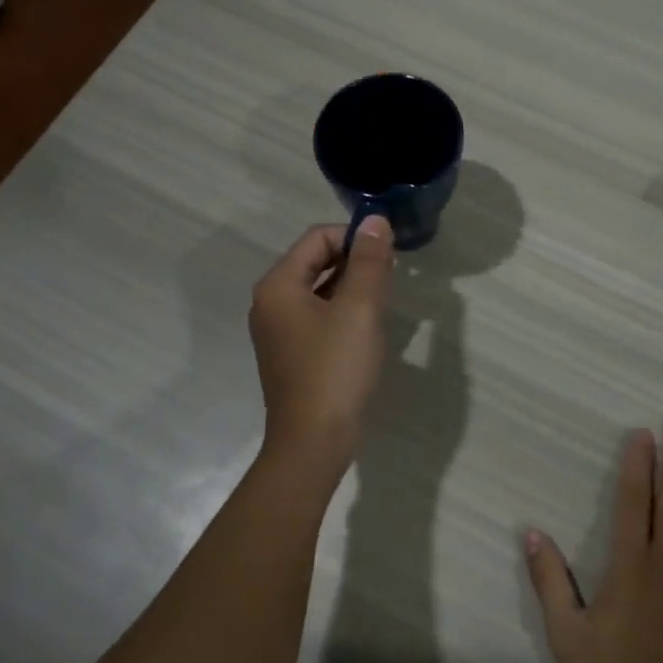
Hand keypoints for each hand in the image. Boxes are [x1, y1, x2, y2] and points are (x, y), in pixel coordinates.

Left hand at [249, 218, 395, 461]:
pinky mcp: (291, 353)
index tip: (390, 254)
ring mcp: (278, 330)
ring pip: (318, 289)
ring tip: (384, 298)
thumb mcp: (359, 310)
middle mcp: (270, 302)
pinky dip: (342, 310)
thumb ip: (369, 262)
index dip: (355, 238)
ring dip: (351, 286)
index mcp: (278, 285)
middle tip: (392, 275)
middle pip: (314, 261)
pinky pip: (317, 316)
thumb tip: (375, 220)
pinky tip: (366, 326)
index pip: (317, 238)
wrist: (313, 442)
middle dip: (354, 261)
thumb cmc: (335, 370)